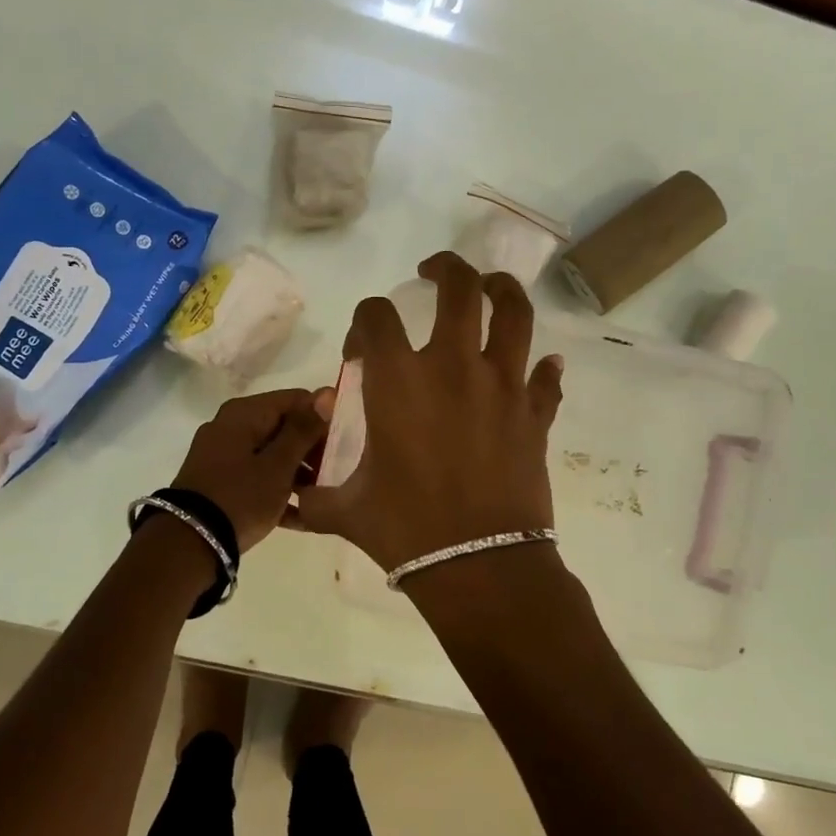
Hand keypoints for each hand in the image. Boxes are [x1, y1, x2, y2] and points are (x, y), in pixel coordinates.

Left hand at [171, 388, 329, 551]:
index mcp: (244, 413)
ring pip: (271, 453)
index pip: (296, 399)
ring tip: (320, 497)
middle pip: (283, 426)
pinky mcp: (218, 481)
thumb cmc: (240, 498)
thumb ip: (303, 429)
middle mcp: (230, 425)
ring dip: (298, 472)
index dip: (323, 418)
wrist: (188, 544)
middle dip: (311, 448)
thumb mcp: (279, 465)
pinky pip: (256, 475)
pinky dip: (276, 488)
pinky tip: (300, 515)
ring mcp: (221, 454)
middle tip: (334, 474)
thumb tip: (326, 392)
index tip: (344, 444)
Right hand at [292, 252, 563, 573]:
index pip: (376, 317)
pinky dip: (543, 370)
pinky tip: (541, 368)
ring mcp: (502, 386)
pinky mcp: (535, 414)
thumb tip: (290, 500)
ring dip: (501, 291)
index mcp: (399, 380)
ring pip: (514, 313)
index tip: (362, 348)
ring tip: (490, 288)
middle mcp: (453, 366)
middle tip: (432, 272)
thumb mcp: (346, 510)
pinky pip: (545, 379)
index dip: (364, 323)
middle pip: (458, 288)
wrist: (479, 566)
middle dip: (444, 268)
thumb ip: (314, 497)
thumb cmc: (406, 530)